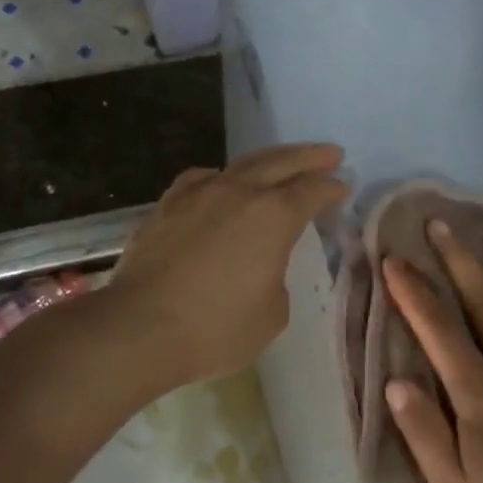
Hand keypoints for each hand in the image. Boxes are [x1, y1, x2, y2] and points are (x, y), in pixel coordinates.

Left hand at [106, 143, 347, 392]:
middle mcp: (238, 192)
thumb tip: (261, 265)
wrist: (138, 328)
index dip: (332, 188)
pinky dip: (224, 178)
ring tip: (281, 163)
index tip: (343, 187)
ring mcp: (198, 194)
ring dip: (268, 161)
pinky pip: (203, 179)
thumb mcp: (272, 313)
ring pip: (241, 165)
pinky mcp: (167, 206)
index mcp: (273, 216)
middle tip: (330, 153)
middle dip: (309, 157)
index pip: (312, 191)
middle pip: (281, 162)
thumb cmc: (216, 328)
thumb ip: (276, 277)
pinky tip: (222, 185)